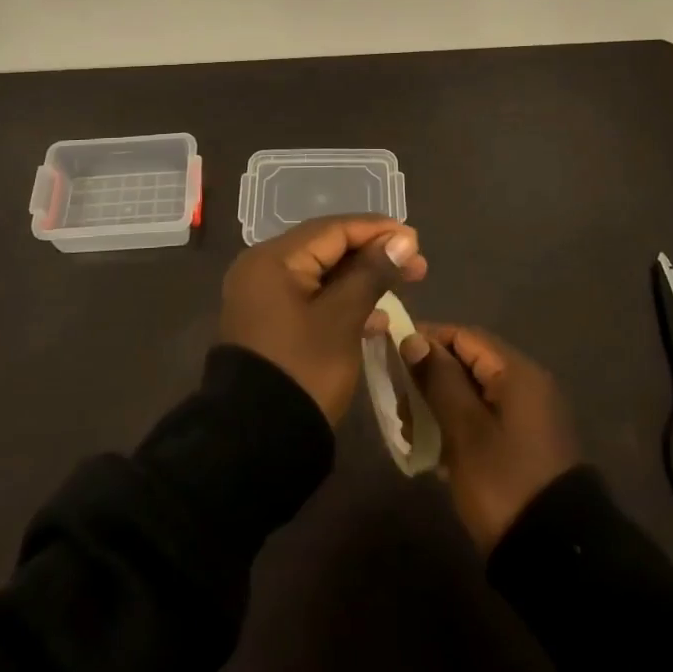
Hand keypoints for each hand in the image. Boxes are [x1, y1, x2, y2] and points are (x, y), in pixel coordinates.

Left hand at [218, 215, 427, 422]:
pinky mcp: (271, 322)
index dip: (377, 230)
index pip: (332, 229)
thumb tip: (402, 239)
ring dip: (363, 278)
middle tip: (417, 264)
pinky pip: (312, 297)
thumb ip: (372, 273)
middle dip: (373, 253)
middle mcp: (263, 268)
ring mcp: (264, 296)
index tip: (415, 239)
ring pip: (322, 274)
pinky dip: (343, 301)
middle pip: (327, 248)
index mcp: (273, 259)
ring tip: (406, 282)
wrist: (255, 441)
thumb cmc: (303, 370)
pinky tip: (377, 318)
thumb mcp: (343, 319)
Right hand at [403, 325, 579, 552]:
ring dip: (438, 405)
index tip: (391, 356)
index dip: (426, 340)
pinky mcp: (524, 447)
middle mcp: (526, 386)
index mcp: (516, 373)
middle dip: (429, 377)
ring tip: (410, 431)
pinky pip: (483, 420)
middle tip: (399, 403)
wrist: (556, 556)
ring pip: (473, 394)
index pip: (464, 336)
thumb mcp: (464, 429)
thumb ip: (438, 379)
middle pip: (468, 364)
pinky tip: (434, 453)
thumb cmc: (504, 481)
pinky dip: (457, 426)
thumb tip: (414, 339)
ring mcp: (528, 418)